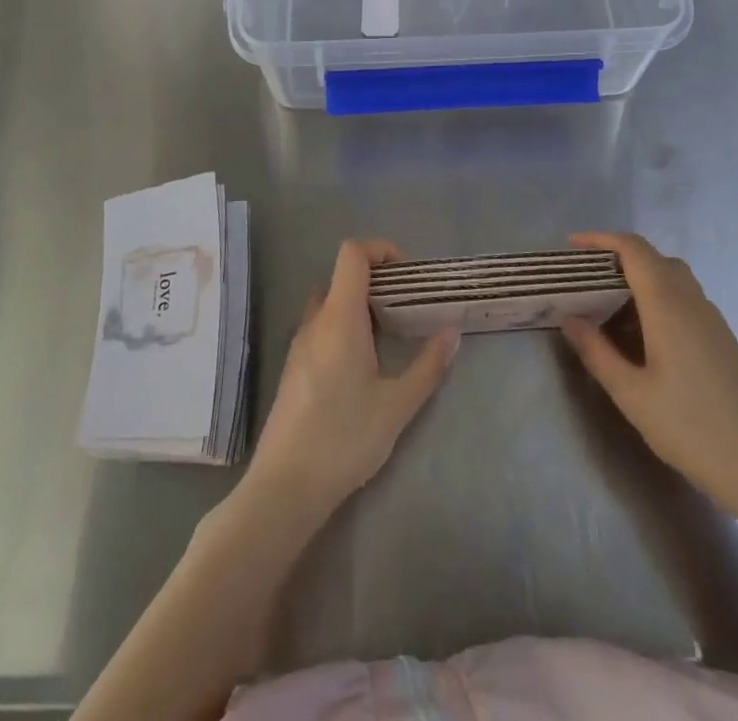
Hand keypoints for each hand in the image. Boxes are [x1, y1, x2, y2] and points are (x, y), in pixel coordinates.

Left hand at [246, 239, 458, 520]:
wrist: (284, 487)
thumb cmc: (344, 438)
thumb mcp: (397, 405)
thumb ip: (428, 366)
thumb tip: (452, 333)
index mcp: (340, 317)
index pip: (352, 254)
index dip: (381, 250)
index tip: (408, 275)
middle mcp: (315, 321)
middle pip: (342, 276)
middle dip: (376, 281)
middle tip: (405, 307)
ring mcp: (299, 345)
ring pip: (329, 304)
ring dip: (358, 306)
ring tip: (389, 337)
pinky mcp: (293, 368)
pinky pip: (320, 328)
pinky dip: (343, 328)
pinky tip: (362, 367)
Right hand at [560, 231, 737, 522]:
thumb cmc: (689, 428)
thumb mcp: (630, 394)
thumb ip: (596, 351)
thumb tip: (570, 318)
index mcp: (668, 305)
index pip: (634, 249)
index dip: (601, 239)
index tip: (573, 246)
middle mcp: (692, 301)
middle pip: (653, 258)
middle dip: (617, 259)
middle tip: (586, 280)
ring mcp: (711, 319)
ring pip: (671, 278)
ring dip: (638, 280)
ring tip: (608, 308)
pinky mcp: (721, 338)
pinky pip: (684, 299)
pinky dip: (657, 299)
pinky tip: (642, 337)